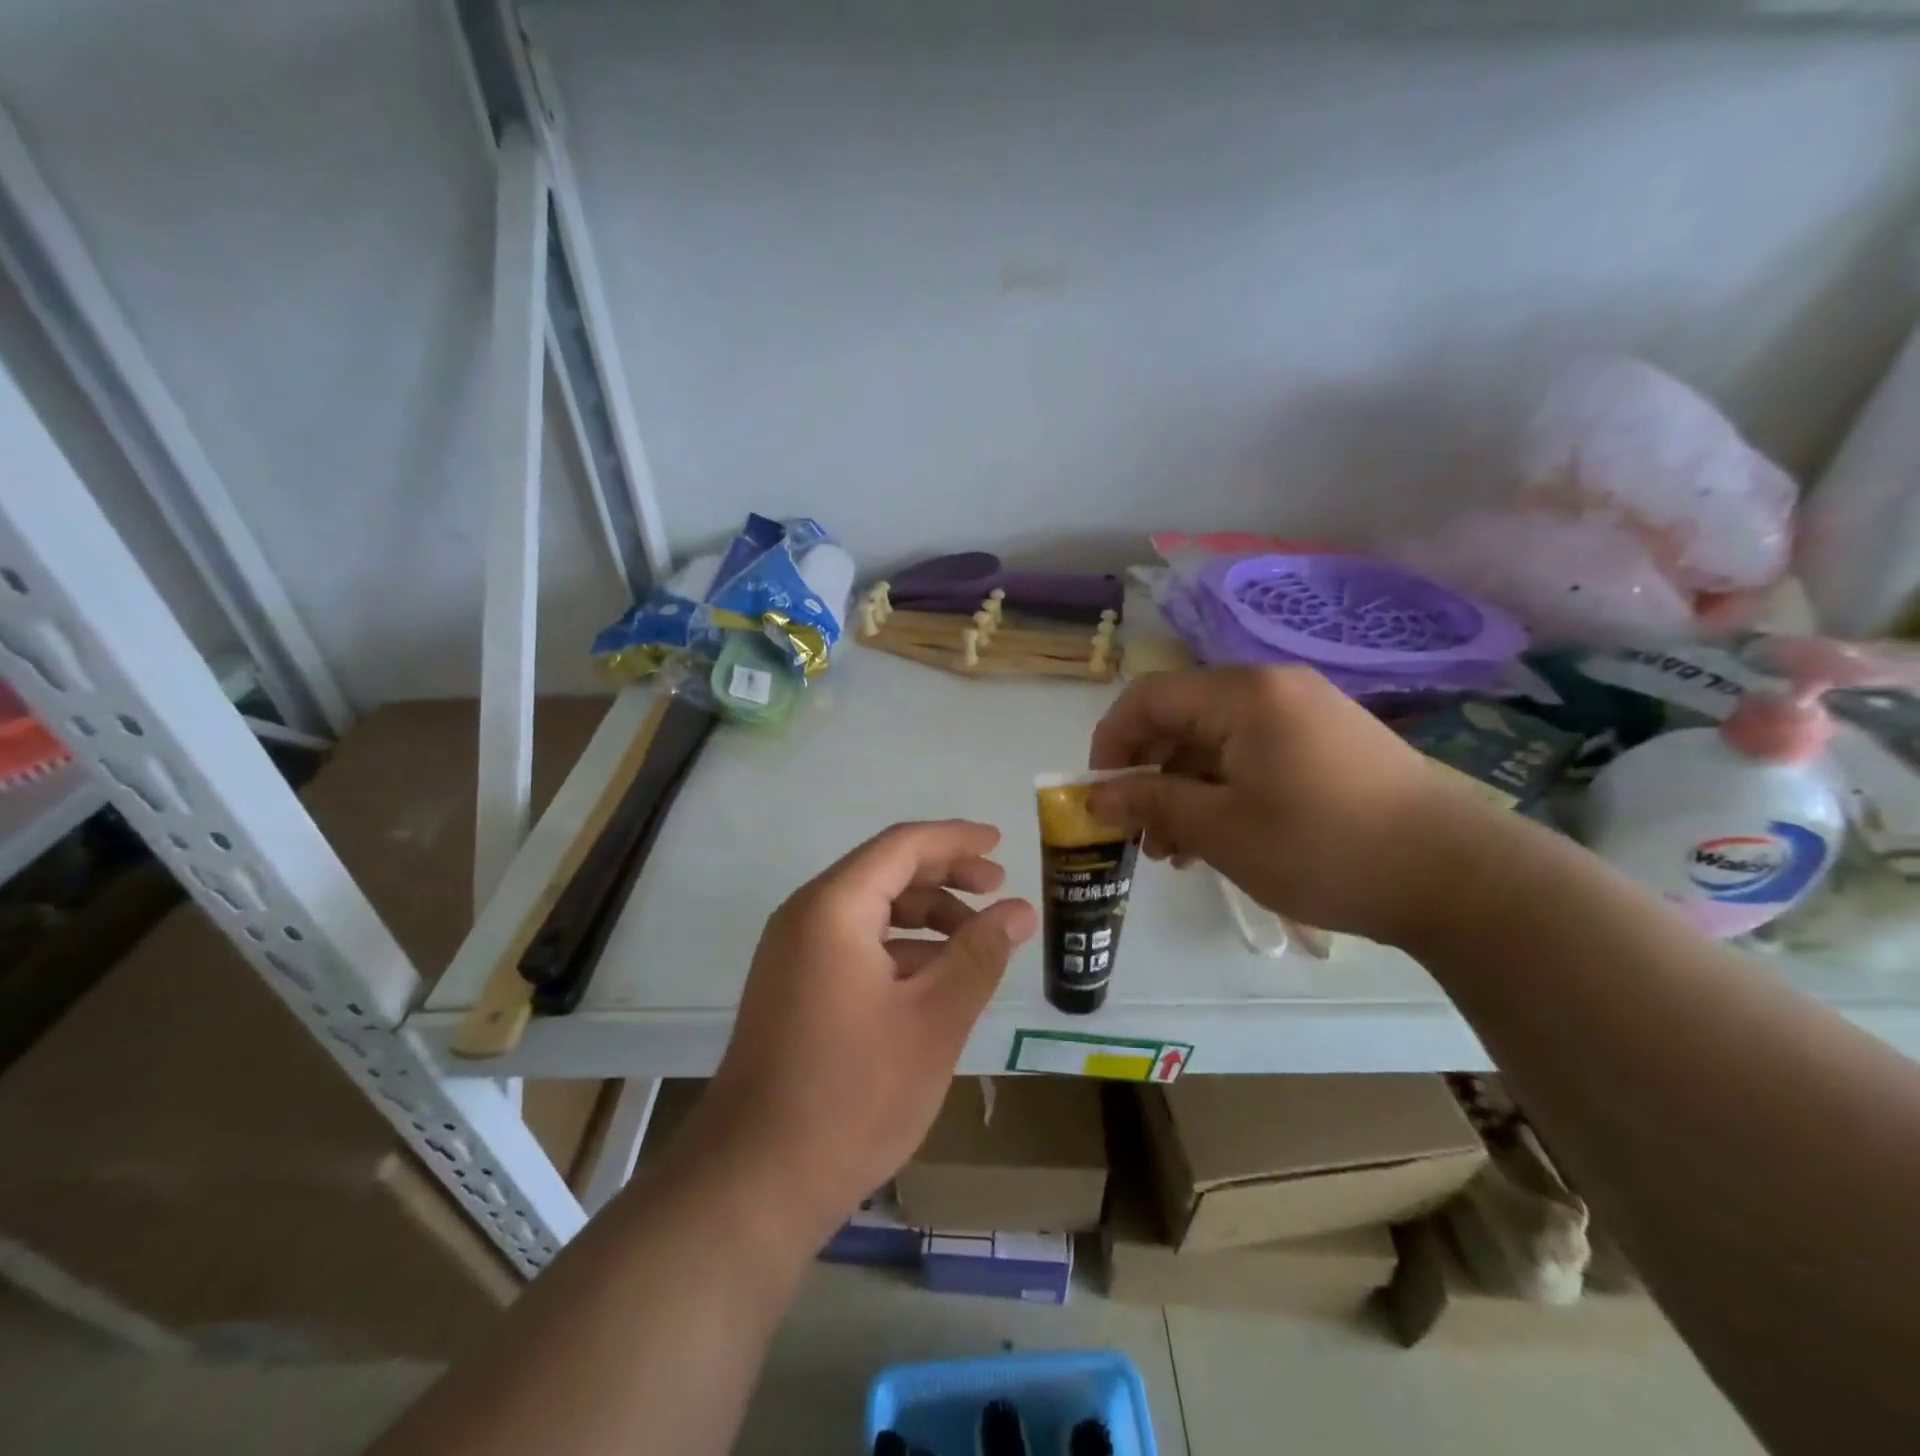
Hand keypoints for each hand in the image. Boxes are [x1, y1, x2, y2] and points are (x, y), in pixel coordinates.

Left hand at [679, 821, 1036, 1253]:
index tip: (1000, 844)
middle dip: (944, 875)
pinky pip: (852, 943)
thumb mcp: (934, 1020)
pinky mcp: (791, 987)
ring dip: (924, 914)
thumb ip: (979, 955)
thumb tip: (1019, 910)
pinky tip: (933, 978)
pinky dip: (897, 947)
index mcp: (833, 907)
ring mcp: (791, 953)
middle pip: (883, 871)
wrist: (756, 1181)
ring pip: (869, 910)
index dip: (956, 839)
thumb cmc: (854, 1094)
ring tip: (975, 940)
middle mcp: (804, 916)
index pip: (902, 846)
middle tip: (997, 889)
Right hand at [1087, 666, 1496, 943]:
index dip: (1111, 744)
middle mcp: (1273, 688)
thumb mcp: (1221, 829)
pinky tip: (1221, 837)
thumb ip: (1151, 803)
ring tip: (1178, 850)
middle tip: (1142, 834)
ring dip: (1185, 789)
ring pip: (1216, 742)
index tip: (1101, 797)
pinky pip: (1254, 755)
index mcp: (1243, 695)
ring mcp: (1307, 713)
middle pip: (1181, 719)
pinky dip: (1225, 790)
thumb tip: (1097, 798)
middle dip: (1149, 774)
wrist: (1457, 876)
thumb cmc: (1322, 846)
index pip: (1147, 698)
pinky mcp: (1329, 743)